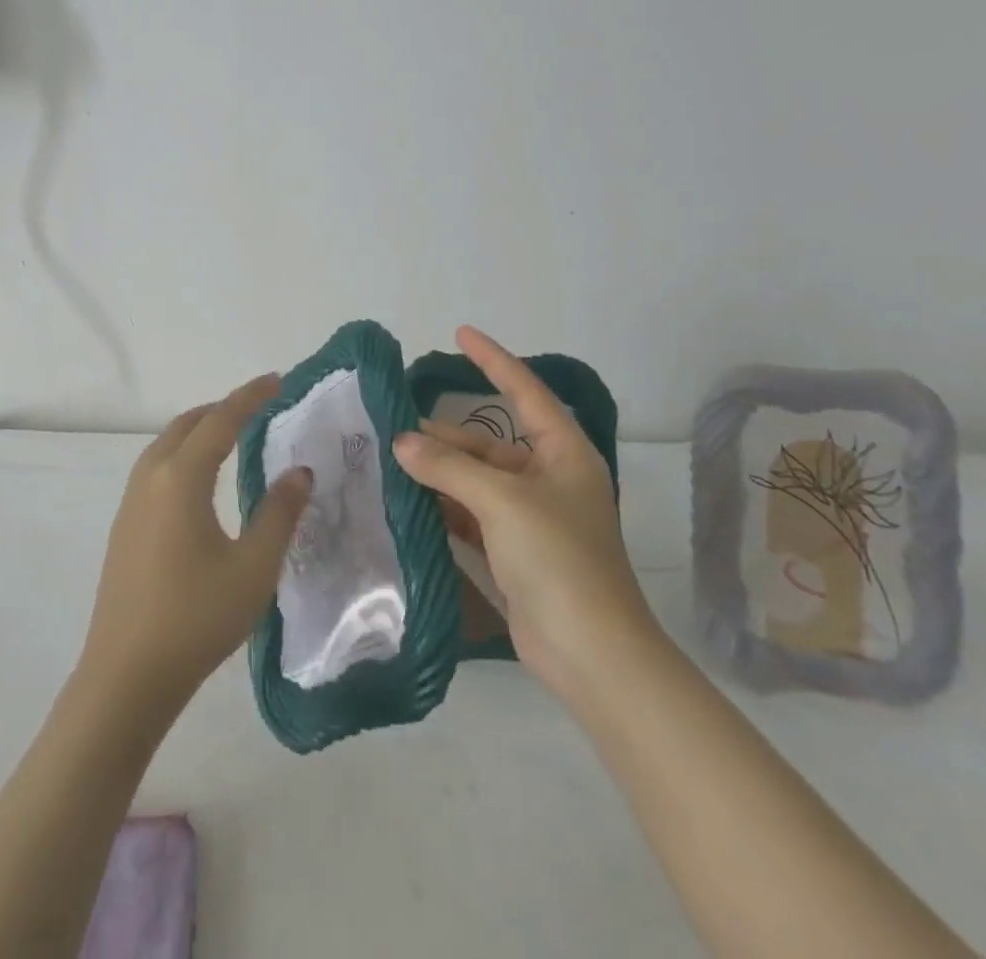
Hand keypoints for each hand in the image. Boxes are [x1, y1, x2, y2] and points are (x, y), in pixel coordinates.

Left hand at [75, 375, 313, 725]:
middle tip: (259, 407)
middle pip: (187, 424)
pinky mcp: (125, 526)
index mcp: (181, 477)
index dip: (250, 397)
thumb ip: (280, 513)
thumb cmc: (197, 617)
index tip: (277, 380)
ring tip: (232, 436)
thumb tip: (299, 472)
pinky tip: (200, 482)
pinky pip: (156, 468)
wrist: (127, 675)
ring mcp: (131, 502)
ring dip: (199, 430)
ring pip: (167, 445)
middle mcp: (151, 477)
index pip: (220, 421)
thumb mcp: (254, 566)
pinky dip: (184, 454)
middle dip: (223, 409)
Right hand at [393, 327, 660, 705]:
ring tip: (393, 460)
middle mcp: (549, 478)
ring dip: (440, 471)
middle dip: (446, 435)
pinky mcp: (514, 550)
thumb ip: (449, 468)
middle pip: (490, 442)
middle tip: (396, 427)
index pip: (525, 392)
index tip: (461, 334)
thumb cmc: (559, 559)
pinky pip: (471, 513)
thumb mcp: (503, 502)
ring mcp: (531, 517)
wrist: (591, 653)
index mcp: (563, 454)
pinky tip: (410, 499)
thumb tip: (401, 442)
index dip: (493, 360)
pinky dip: (444, 505)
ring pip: (476, 479)